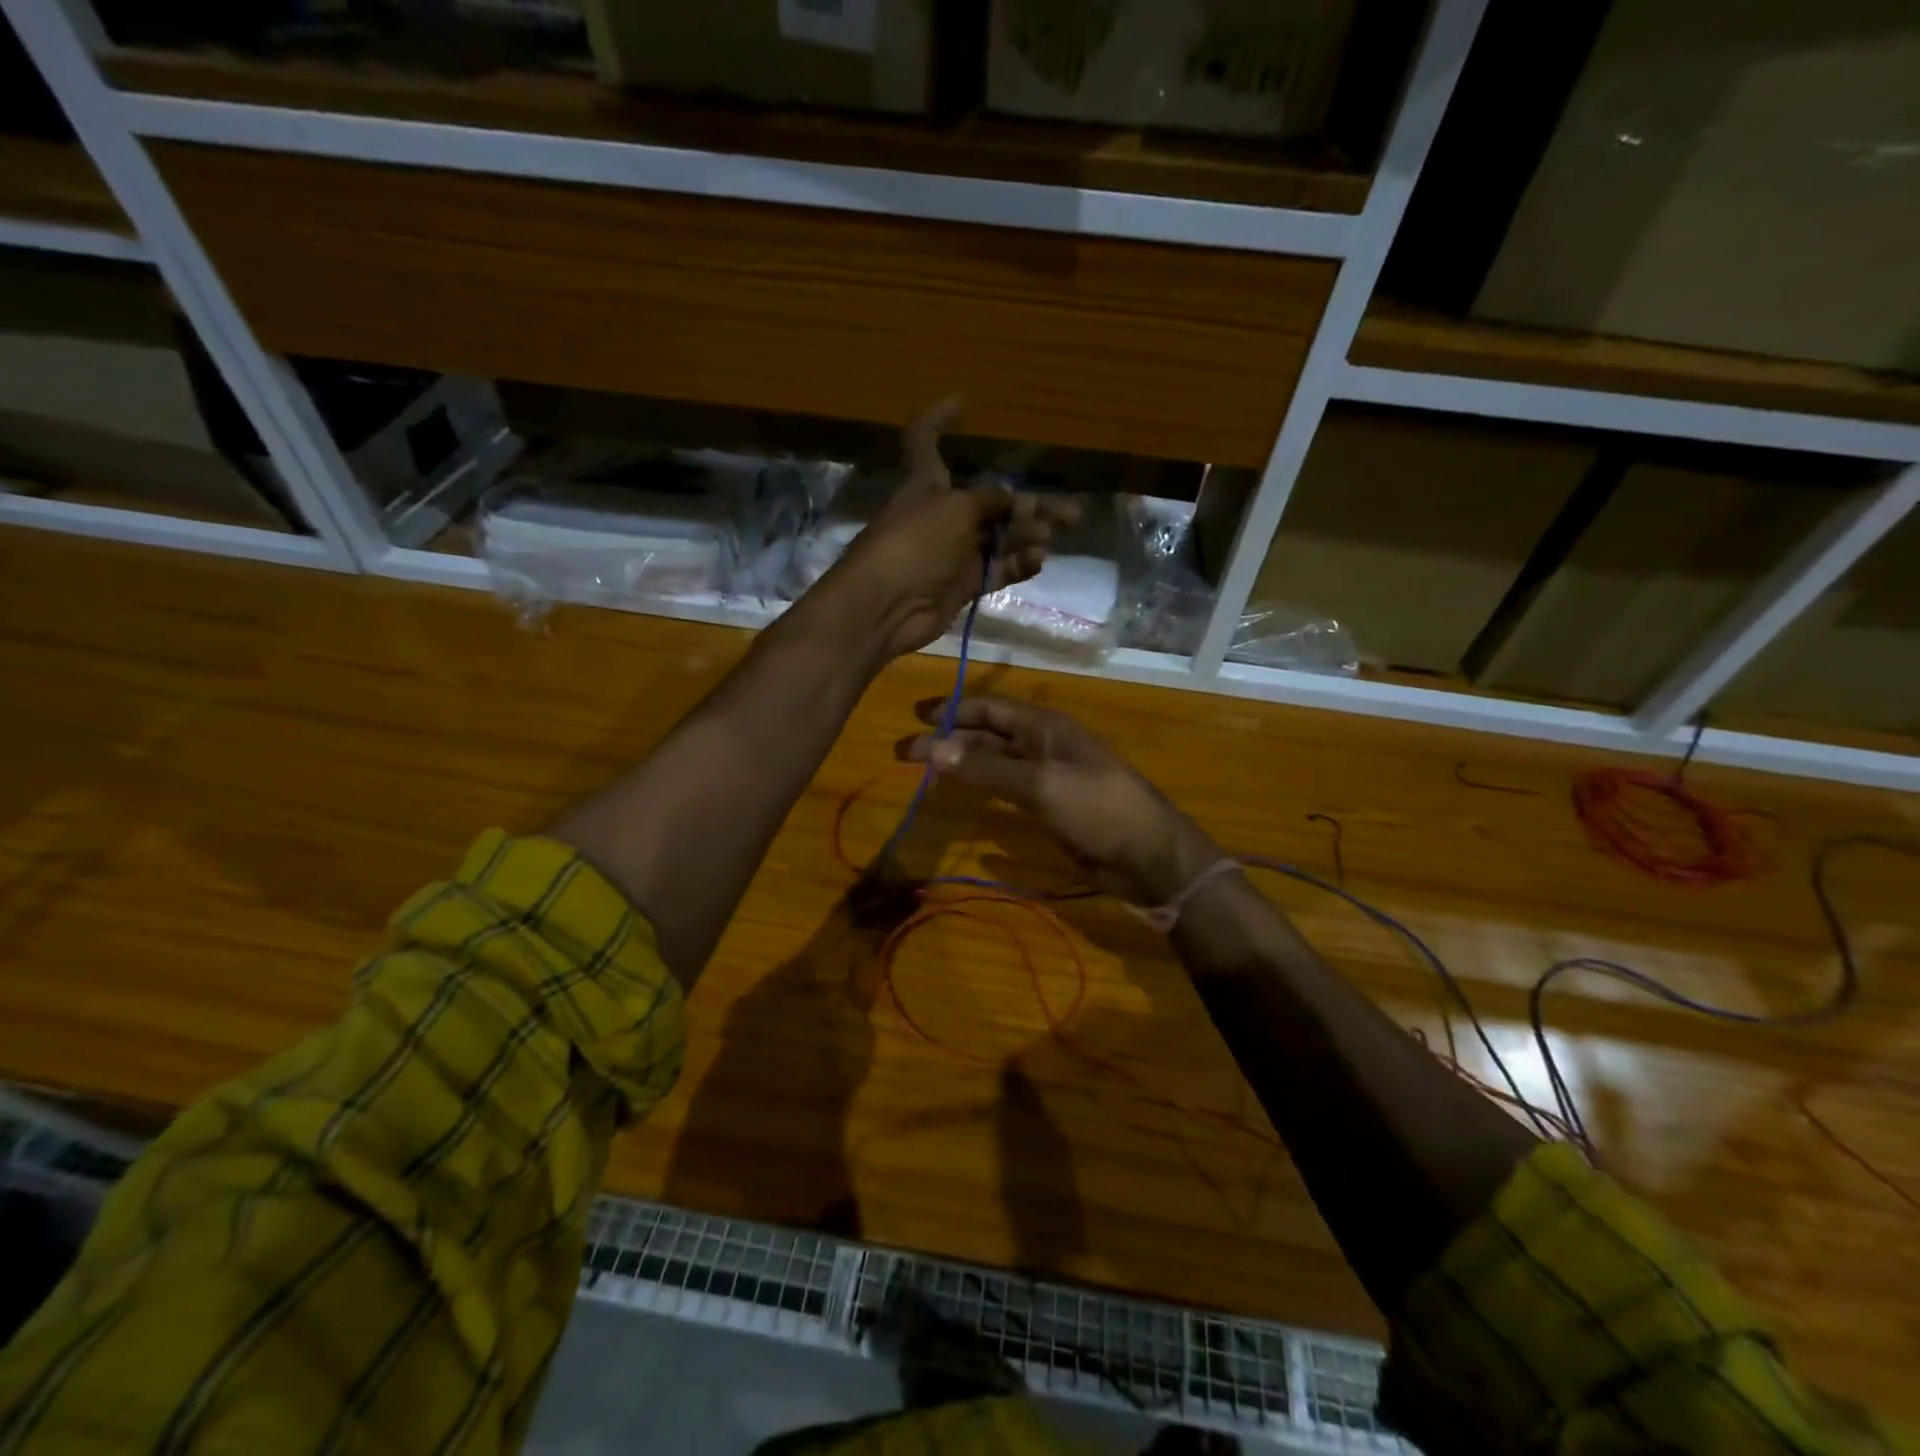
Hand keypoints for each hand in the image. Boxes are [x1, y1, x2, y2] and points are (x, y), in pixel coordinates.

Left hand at [820, 398, 1078, 658]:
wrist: (888, 606)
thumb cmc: (915, 543)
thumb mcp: (956, 508)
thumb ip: (990, 500)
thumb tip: (1013, 500)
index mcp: (927, 483)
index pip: (925, 440)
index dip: (938, 419)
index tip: (962, 403)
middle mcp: (942, 514)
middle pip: (991, 502)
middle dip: (1029, 504)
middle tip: (1070, 514)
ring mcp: (954, 552)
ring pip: (1000, 537)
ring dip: (1027, 535)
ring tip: (1049, 539)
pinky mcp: (963, 585)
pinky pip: (998, 569)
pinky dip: (1018, 564)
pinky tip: (1037, 561)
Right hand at [897, 695, 1222, 905]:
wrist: (1147, 855)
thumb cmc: (1097, 807)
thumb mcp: (1040, 783)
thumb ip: (986, 767)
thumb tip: (931, 748)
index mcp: (1044, 727)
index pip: (989, 709)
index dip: (952, 709)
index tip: (914, 717)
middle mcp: (1043, 745)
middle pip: (988, 735)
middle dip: (949, 740)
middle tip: (905, 752)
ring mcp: (1048, 776)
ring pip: (995, 763)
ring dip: (962, 764)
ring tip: (925, 771)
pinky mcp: (1050, 806)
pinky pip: (1008, 789)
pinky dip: (982, 788)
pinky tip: (962, 797)